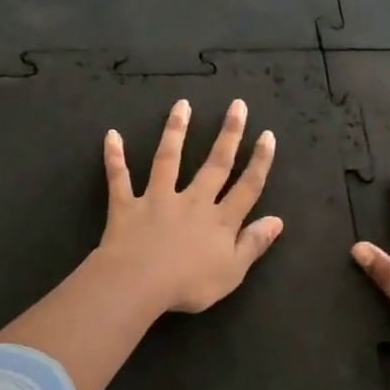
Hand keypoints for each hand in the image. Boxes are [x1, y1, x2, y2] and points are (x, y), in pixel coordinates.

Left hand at [96, 98, 282, 313]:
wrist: (139, 283)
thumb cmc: (190, 284)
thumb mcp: (232, 271)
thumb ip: (254, 244)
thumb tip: (277, 220)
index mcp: (220, 221)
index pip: (247, 187)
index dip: (259, 162)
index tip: (267, 135)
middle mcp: (192, 201)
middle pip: (214, 164)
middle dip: (229, 135)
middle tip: (237, 105)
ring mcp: (158, 199)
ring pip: (168, 159)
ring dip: (175, 131)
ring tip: (181, 105)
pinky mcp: (127, 206)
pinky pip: (119, 178)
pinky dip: (114, 157)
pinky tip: (111, 136)